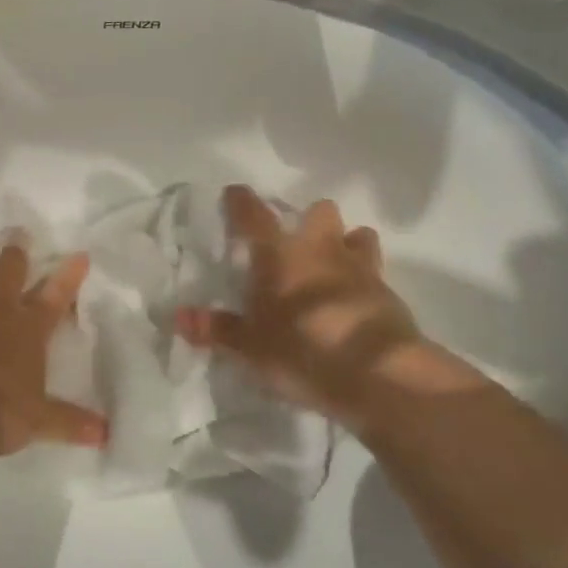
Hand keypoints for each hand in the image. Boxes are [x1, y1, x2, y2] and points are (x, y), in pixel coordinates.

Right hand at [177, 186, 466, 429]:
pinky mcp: (389, 294)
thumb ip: (217, 329)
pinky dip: (364, 280)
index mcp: (280, 255)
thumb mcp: (250, 347)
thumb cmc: (303, 350)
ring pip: (357, 234)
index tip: (234, 192)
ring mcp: (360, 268)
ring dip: (345, 243)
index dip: (241, 202)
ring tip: (334, 265)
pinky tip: (355, 301)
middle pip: (319, 211)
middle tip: (296, 242)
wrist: (379, 375)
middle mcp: (320, 250)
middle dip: (309, 219)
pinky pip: (375, 273)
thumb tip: (179, 317)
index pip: (254, 216)